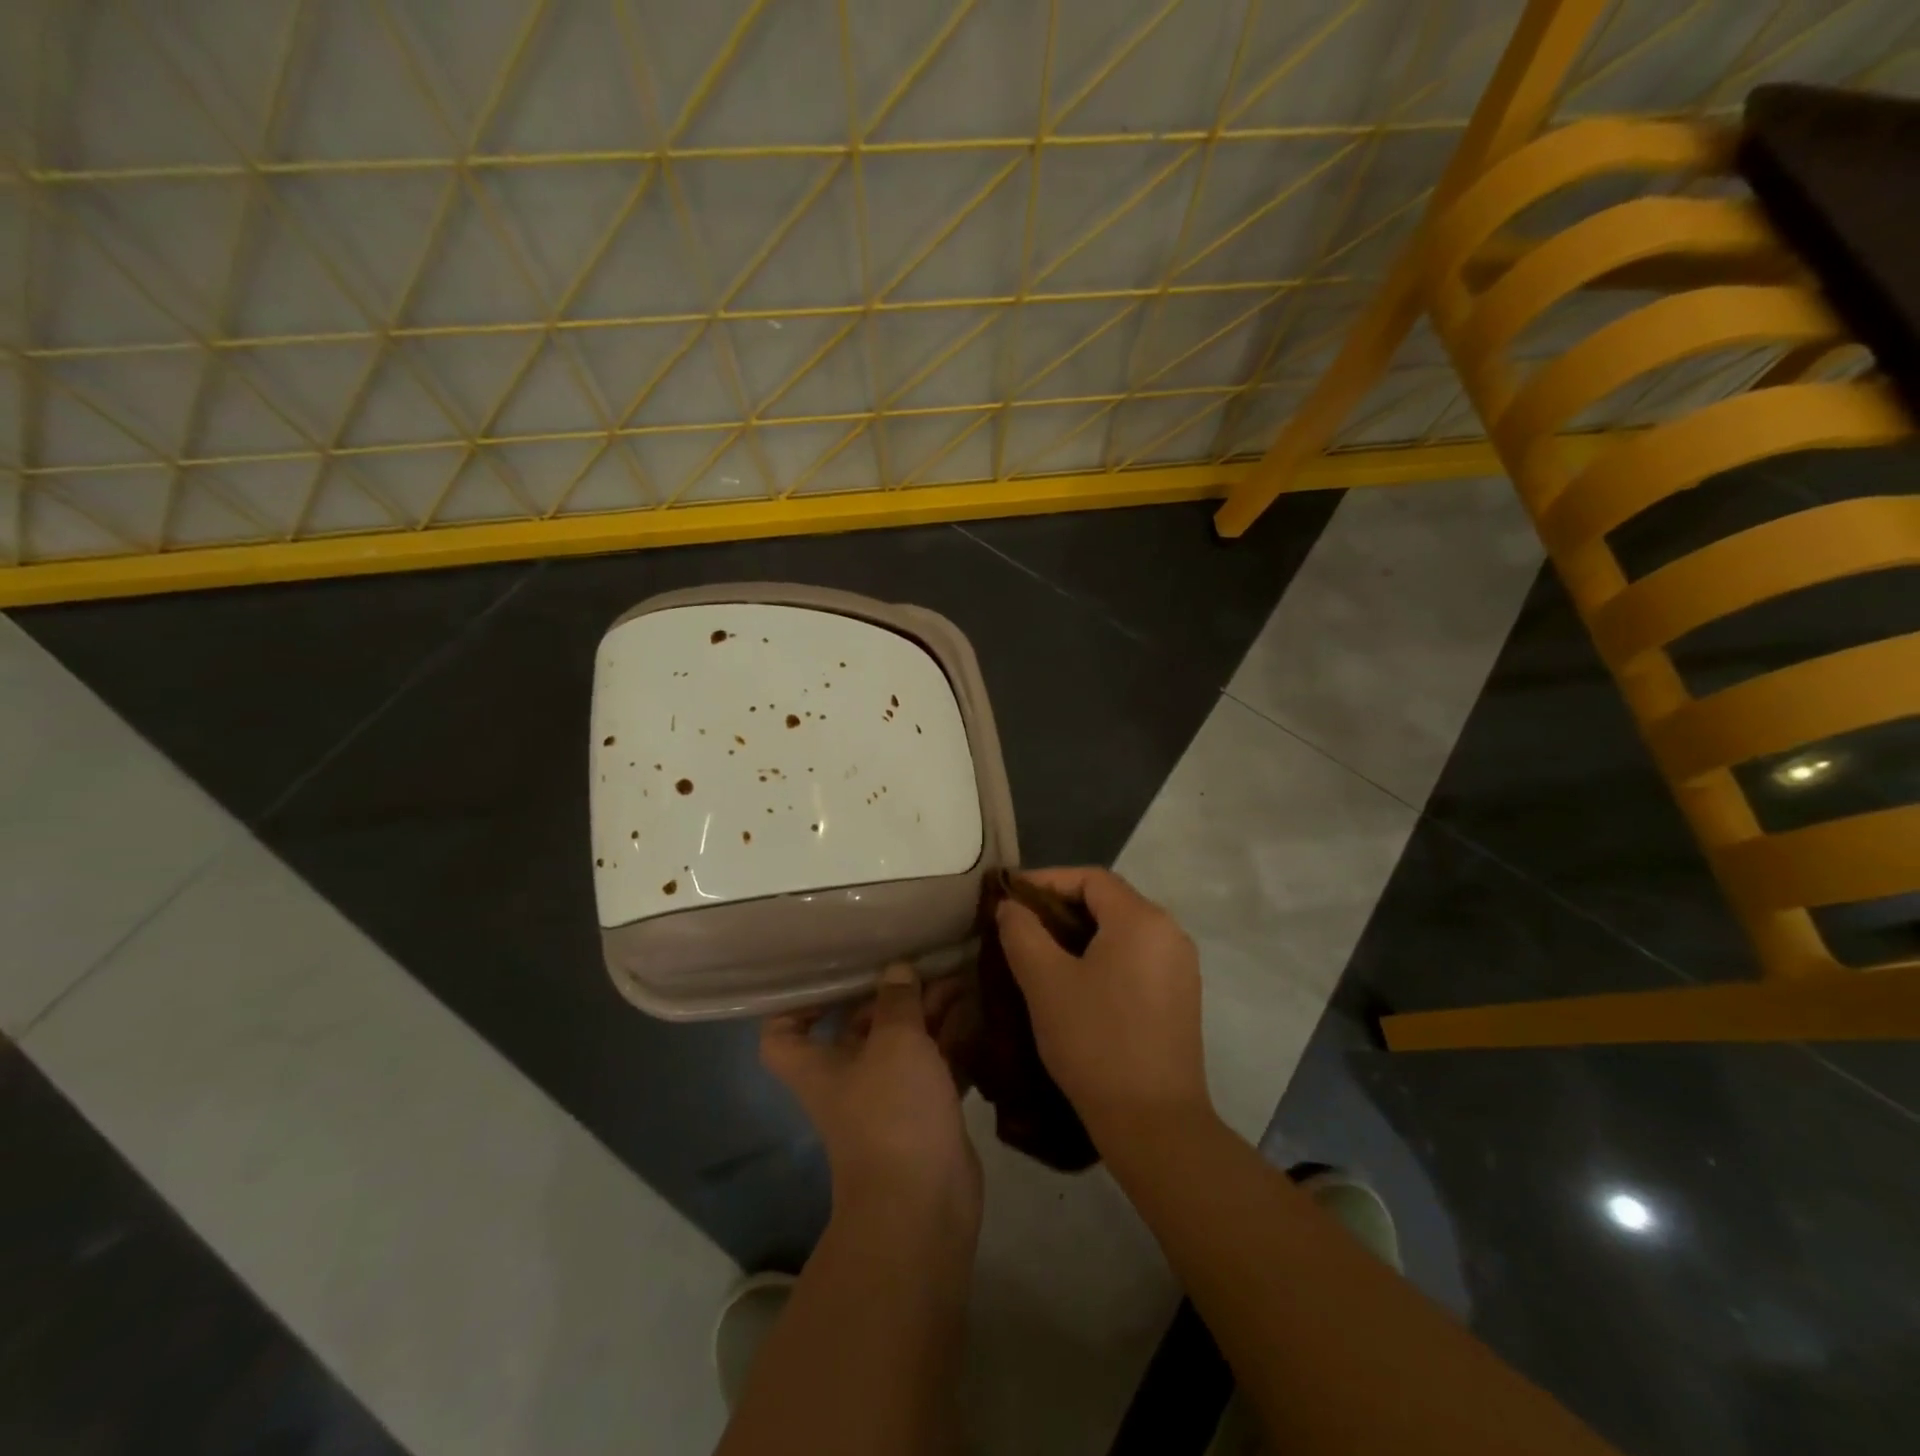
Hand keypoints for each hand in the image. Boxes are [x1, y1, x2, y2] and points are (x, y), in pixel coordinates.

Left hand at [762, 964, 981, 1230]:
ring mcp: (888, 1098)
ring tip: (961, 978)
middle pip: (859, 1026)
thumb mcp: (894, 1042)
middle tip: (926, 962)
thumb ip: (897, 1001)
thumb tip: (897, 970)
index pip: (783, 1031)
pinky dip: (952, 1042)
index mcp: (819, 1064)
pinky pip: (935, 1066)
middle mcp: (848, 1078)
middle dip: (892, 994)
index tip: (830, 974)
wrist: (923, 1204)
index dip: (796, 1002)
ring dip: (929, 1013)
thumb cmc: (892, 1112)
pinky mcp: (925, 1113)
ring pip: (904, 1043)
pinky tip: (976, 1013)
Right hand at [995, 868, 1211, 1149]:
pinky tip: (1075, 982)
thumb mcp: (1045, 982)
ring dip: (1080, 933)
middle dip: (1060, 906)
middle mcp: (1169, 932)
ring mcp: (1180, 966)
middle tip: (1019, 924)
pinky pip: (1135, 957)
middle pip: (1108, 901)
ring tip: (1040, 952)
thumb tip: (1011, 906)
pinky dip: (1102, 957)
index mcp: (1142, 919)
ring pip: (1121, 931)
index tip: (1009, 896)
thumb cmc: (1096, 1042)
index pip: (1090, 878)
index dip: (1046, 880)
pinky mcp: (1181, 996)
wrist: (1155, 1124)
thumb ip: (1022, 932)